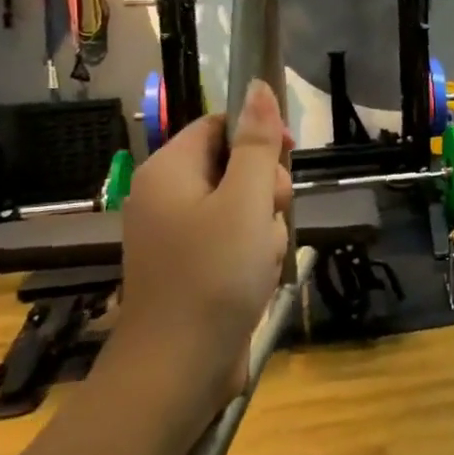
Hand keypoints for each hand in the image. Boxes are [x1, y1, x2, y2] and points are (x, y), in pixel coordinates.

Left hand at [110, 80, 292, 407]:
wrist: (179, 368)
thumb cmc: (214, 274)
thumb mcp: (245, 200)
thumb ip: (256, 143)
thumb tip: (258, 86)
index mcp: (170, 171)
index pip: (220, 124)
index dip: (258, 134)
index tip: (287, 157)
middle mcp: (167, 196)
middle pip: (234, 164)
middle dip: (265, 188)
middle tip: (269, 215)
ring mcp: (178, 235)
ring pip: (242, 205)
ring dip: (265, 225)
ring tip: (262, 256)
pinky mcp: (192, 266)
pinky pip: (234, 239)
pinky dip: (253, 252)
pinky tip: (258, 276)